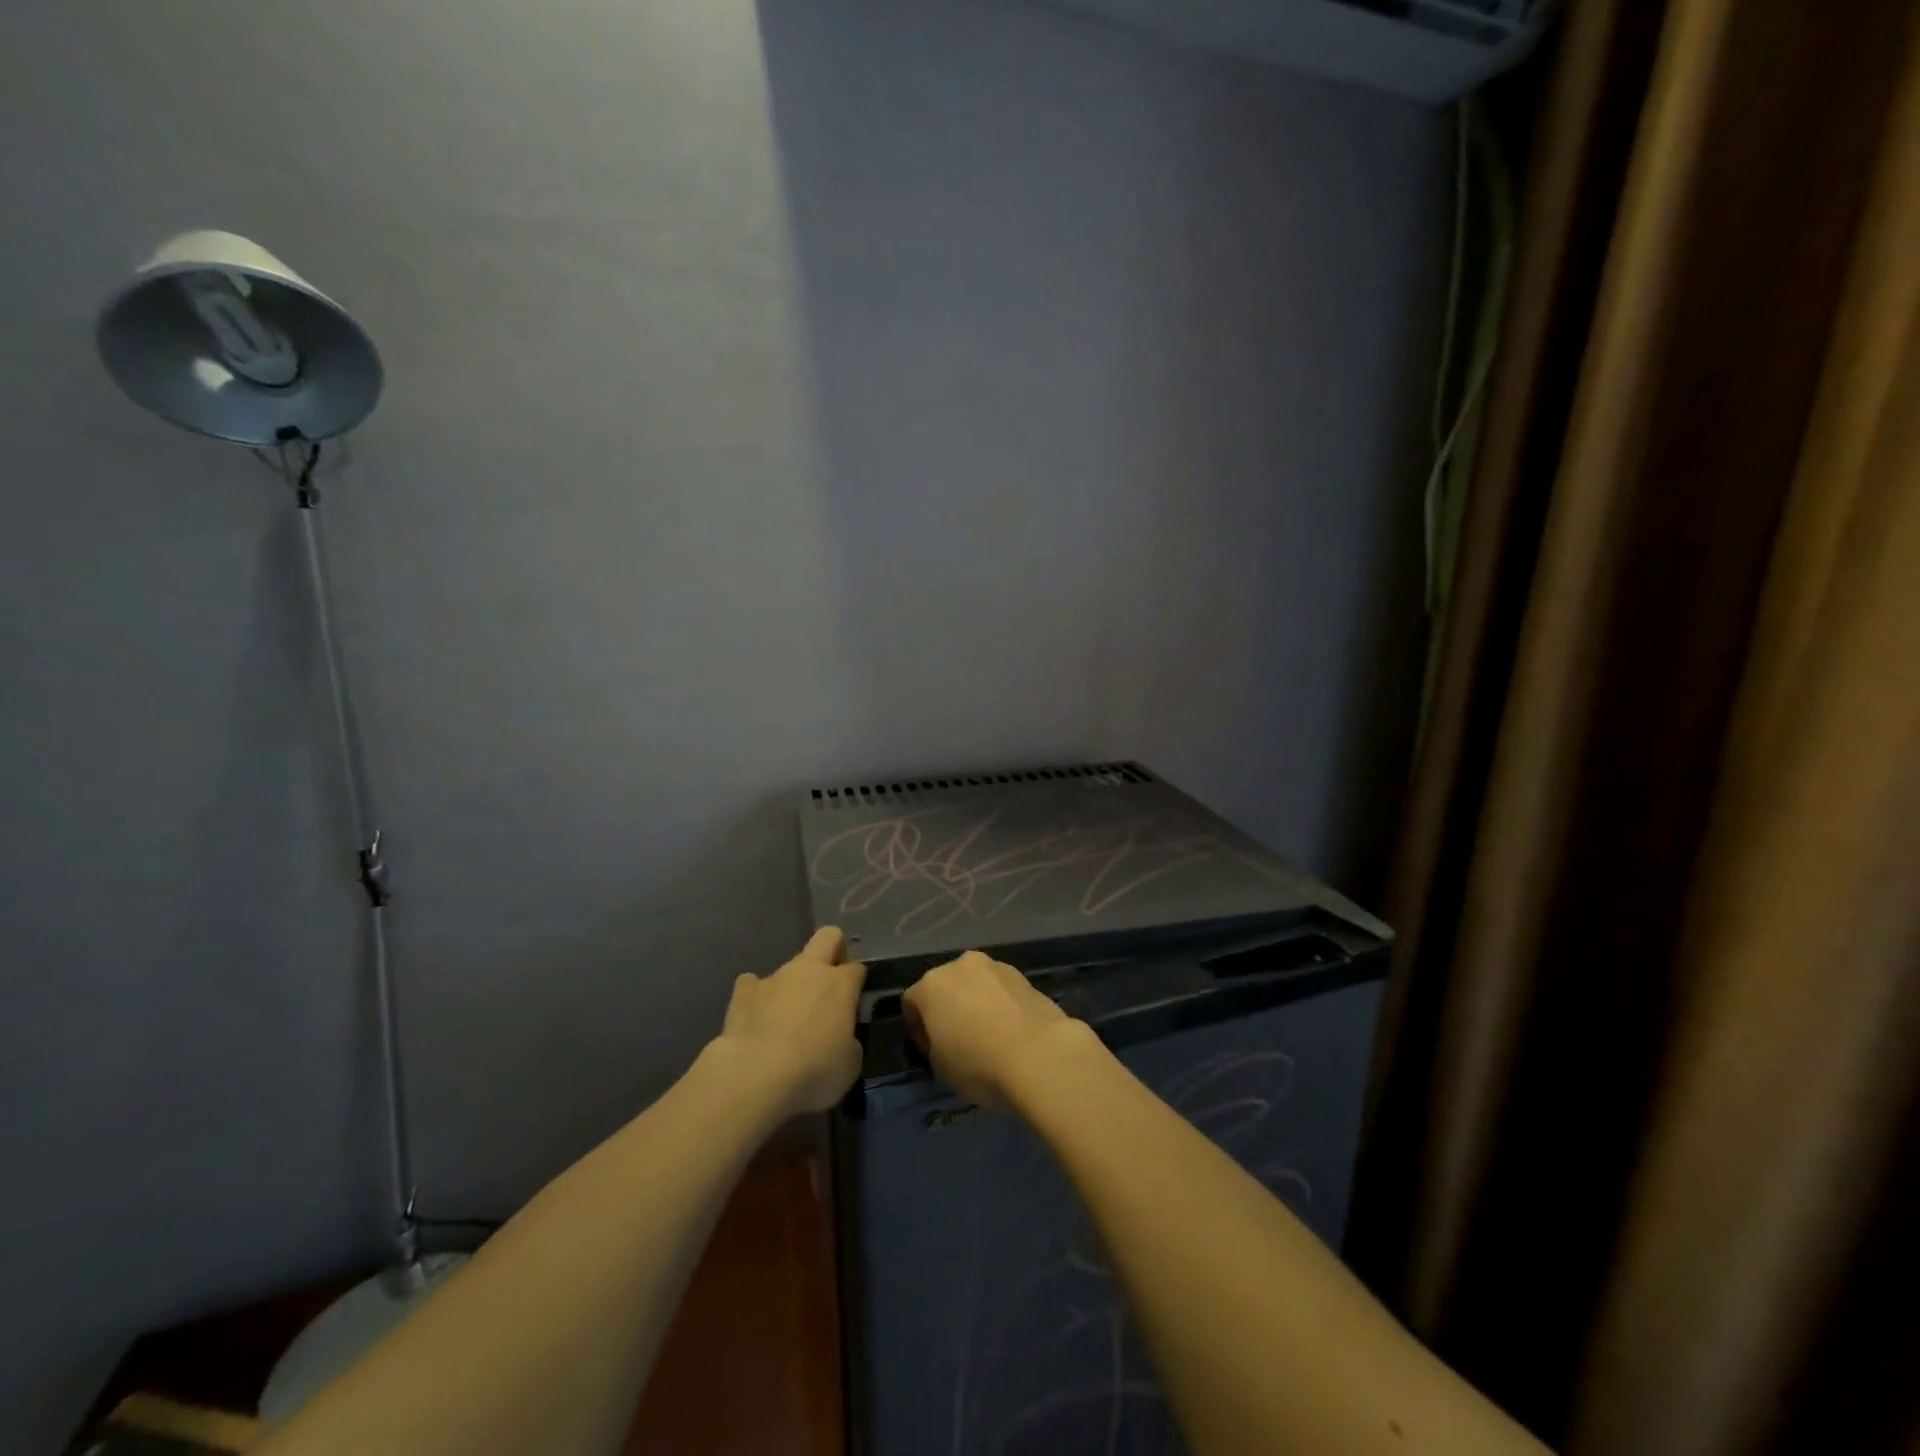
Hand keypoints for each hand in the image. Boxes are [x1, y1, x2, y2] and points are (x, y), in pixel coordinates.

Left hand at [715, 927, 865, 1115]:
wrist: (755, 1076)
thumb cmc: (813, 1071)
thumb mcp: (850, 1064)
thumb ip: (849, 1041)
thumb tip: (840, 1036)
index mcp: (840, 984)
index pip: (857, 968)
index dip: (857, 984)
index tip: (853, 1005)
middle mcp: (809, 970)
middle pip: (828, 937)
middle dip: (833, 950)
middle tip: (830, 983)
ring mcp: (774, 978)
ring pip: (789, 967)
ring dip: (792, 986)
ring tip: (786, 1020)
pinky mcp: (742, 993)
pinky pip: (752, 985)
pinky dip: (756, 997)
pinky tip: (756, 1018)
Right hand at [903, 951, 1080, 1106]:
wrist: (1039, 1054)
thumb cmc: (979, 1064)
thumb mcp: (940, 1069)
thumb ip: (933, 1046)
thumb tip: (943, 1039)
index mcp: (931, 985)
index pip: (911, 1003)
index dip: (916, 1028)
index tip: (929, 1051)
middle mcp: (960, 965)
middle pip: (944, 986)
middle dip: (946, 1008)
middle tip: (956, 1040)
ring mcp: (994, 966)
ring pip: (975, 984)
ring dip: (975, 1002)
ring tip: (988, 1034)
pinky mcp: (1023, 975)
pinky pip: (1000, 990)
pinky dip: (999, 1004)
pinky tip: (1010, 1030)